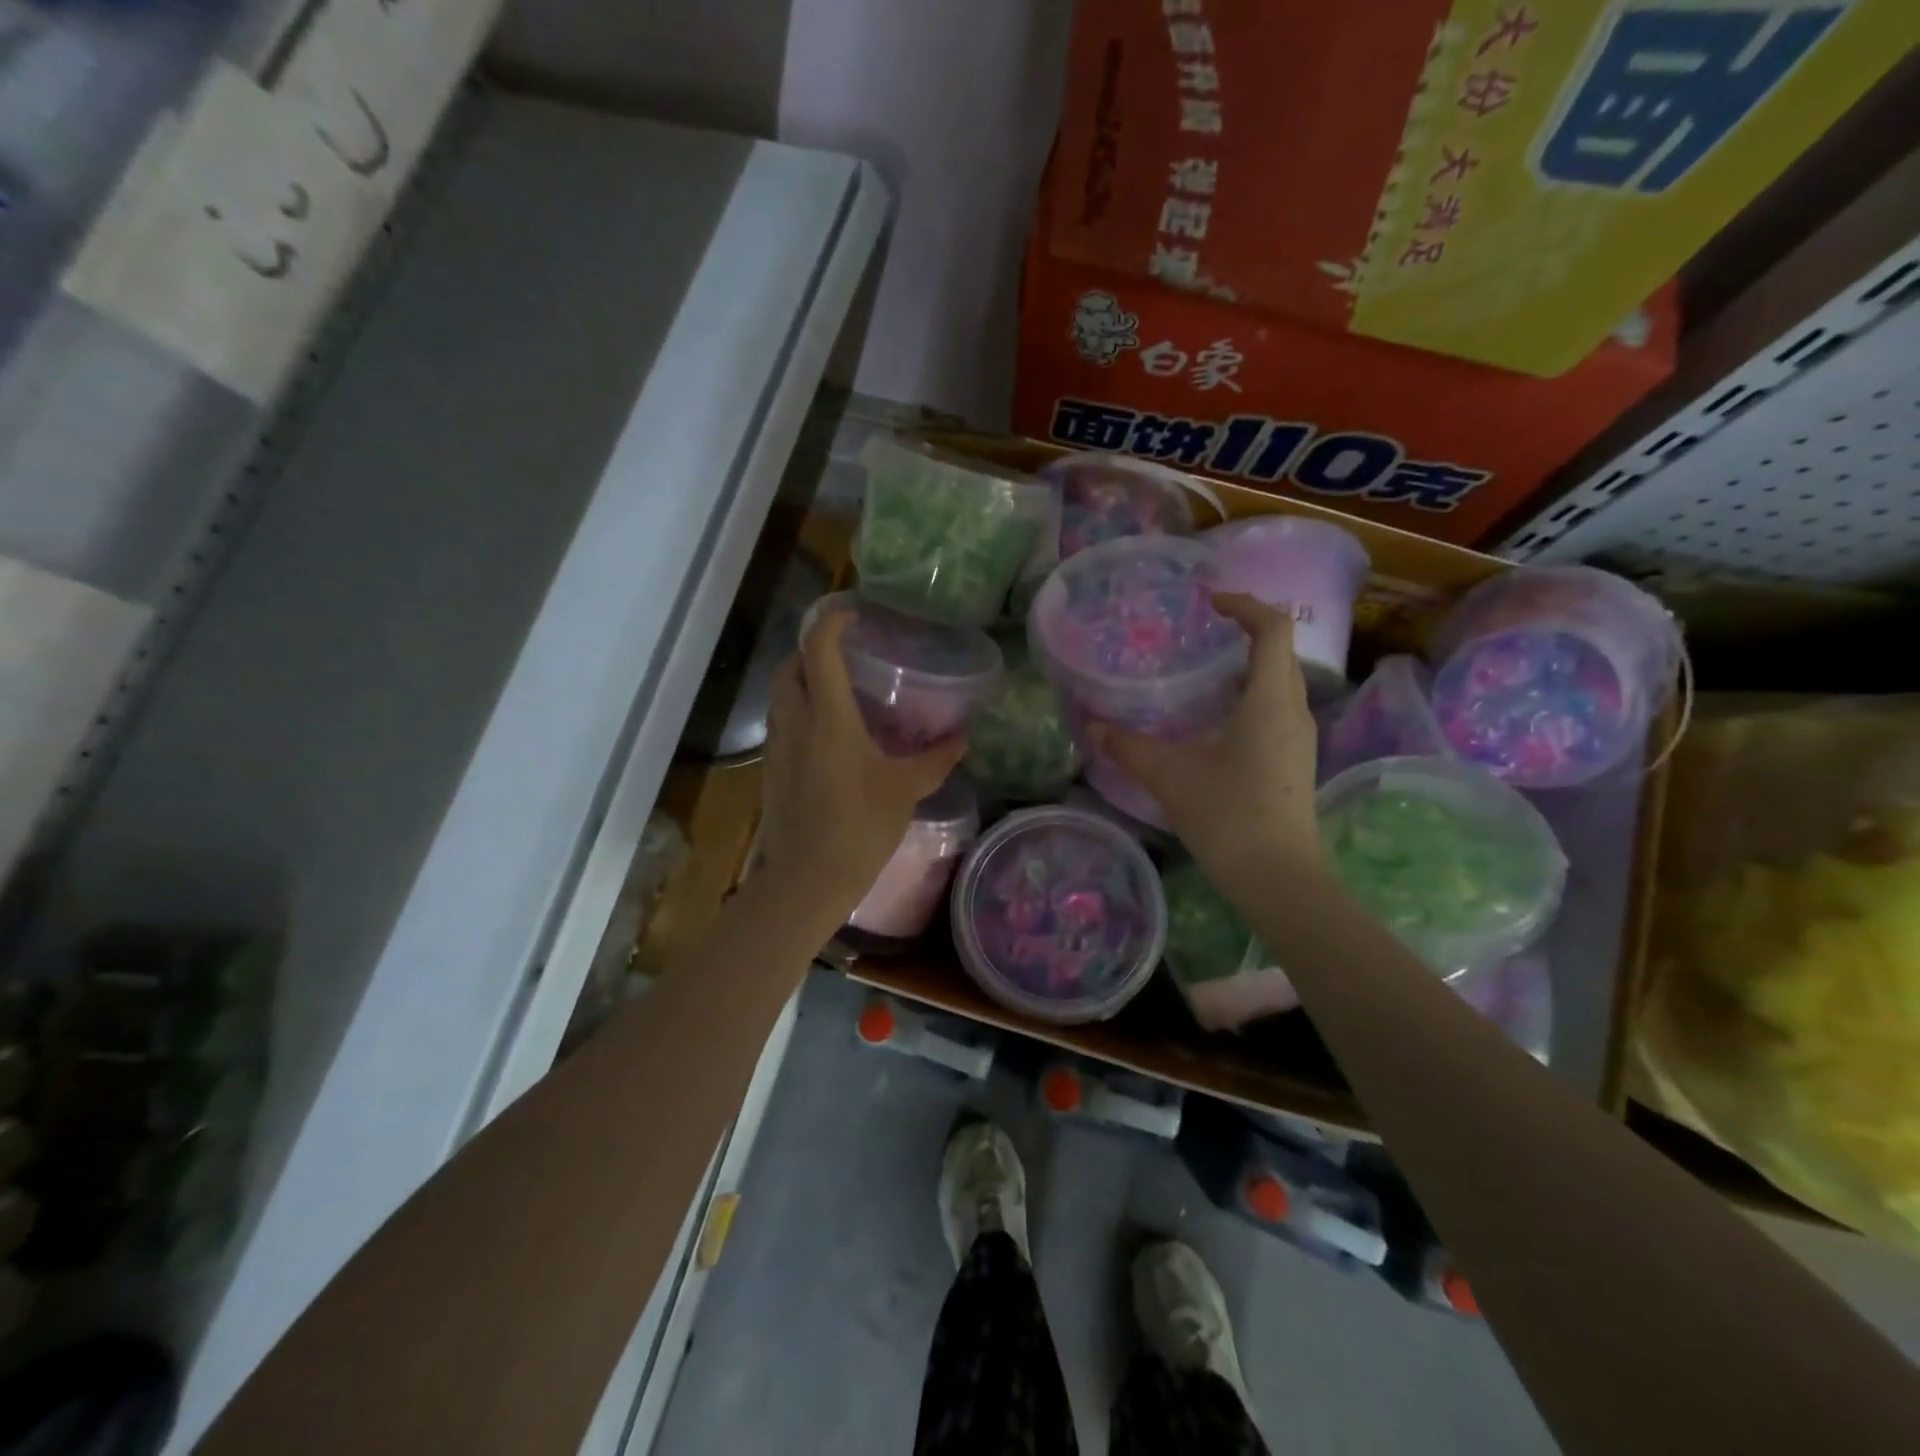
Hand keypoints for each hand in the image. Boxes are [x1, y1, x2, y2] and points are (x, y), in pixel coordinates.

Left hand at [759, 606, 965, 916]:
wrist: (808, 878)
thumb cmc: (860, 826)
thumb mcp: (905, 790)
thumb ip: (935, 759)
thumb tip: (963, 739)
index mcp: (828, 717)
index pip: (818, 650)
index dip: (831, 623)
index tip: (853, 615)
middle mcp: (796, 722)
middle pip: (788, 665)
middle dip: (810, 649)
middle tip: (843, 653)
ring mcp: (778, 747)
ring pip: (780, 695)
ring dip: (801, 679)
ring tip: (837, 688)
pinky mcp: (772, 770)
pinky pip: (781, 723)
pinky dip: (799, 711)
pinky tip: (827, 734)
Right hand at [1094, 593, 1321, 889]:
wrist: (1277, 877)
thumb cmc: (1228, 815)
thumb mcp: (1169, 776)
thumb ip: (1129, 748)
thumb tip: (1093, 728)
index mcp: (1269, 700)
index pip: (1273, 629)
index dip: (1245, 605)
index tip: (1210, 603)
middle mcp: (1293, 710)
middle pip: (1279, 651)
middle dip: (1246, 631)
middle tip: (1201, 633)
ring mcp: (1299, 737)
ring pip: (1279, 682)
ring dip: (1248, 665)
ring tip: (1204, 670)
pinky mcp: (1294, 760)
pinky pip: (1277, 708)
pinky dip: (1250, 695)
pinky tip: (1215, 718)